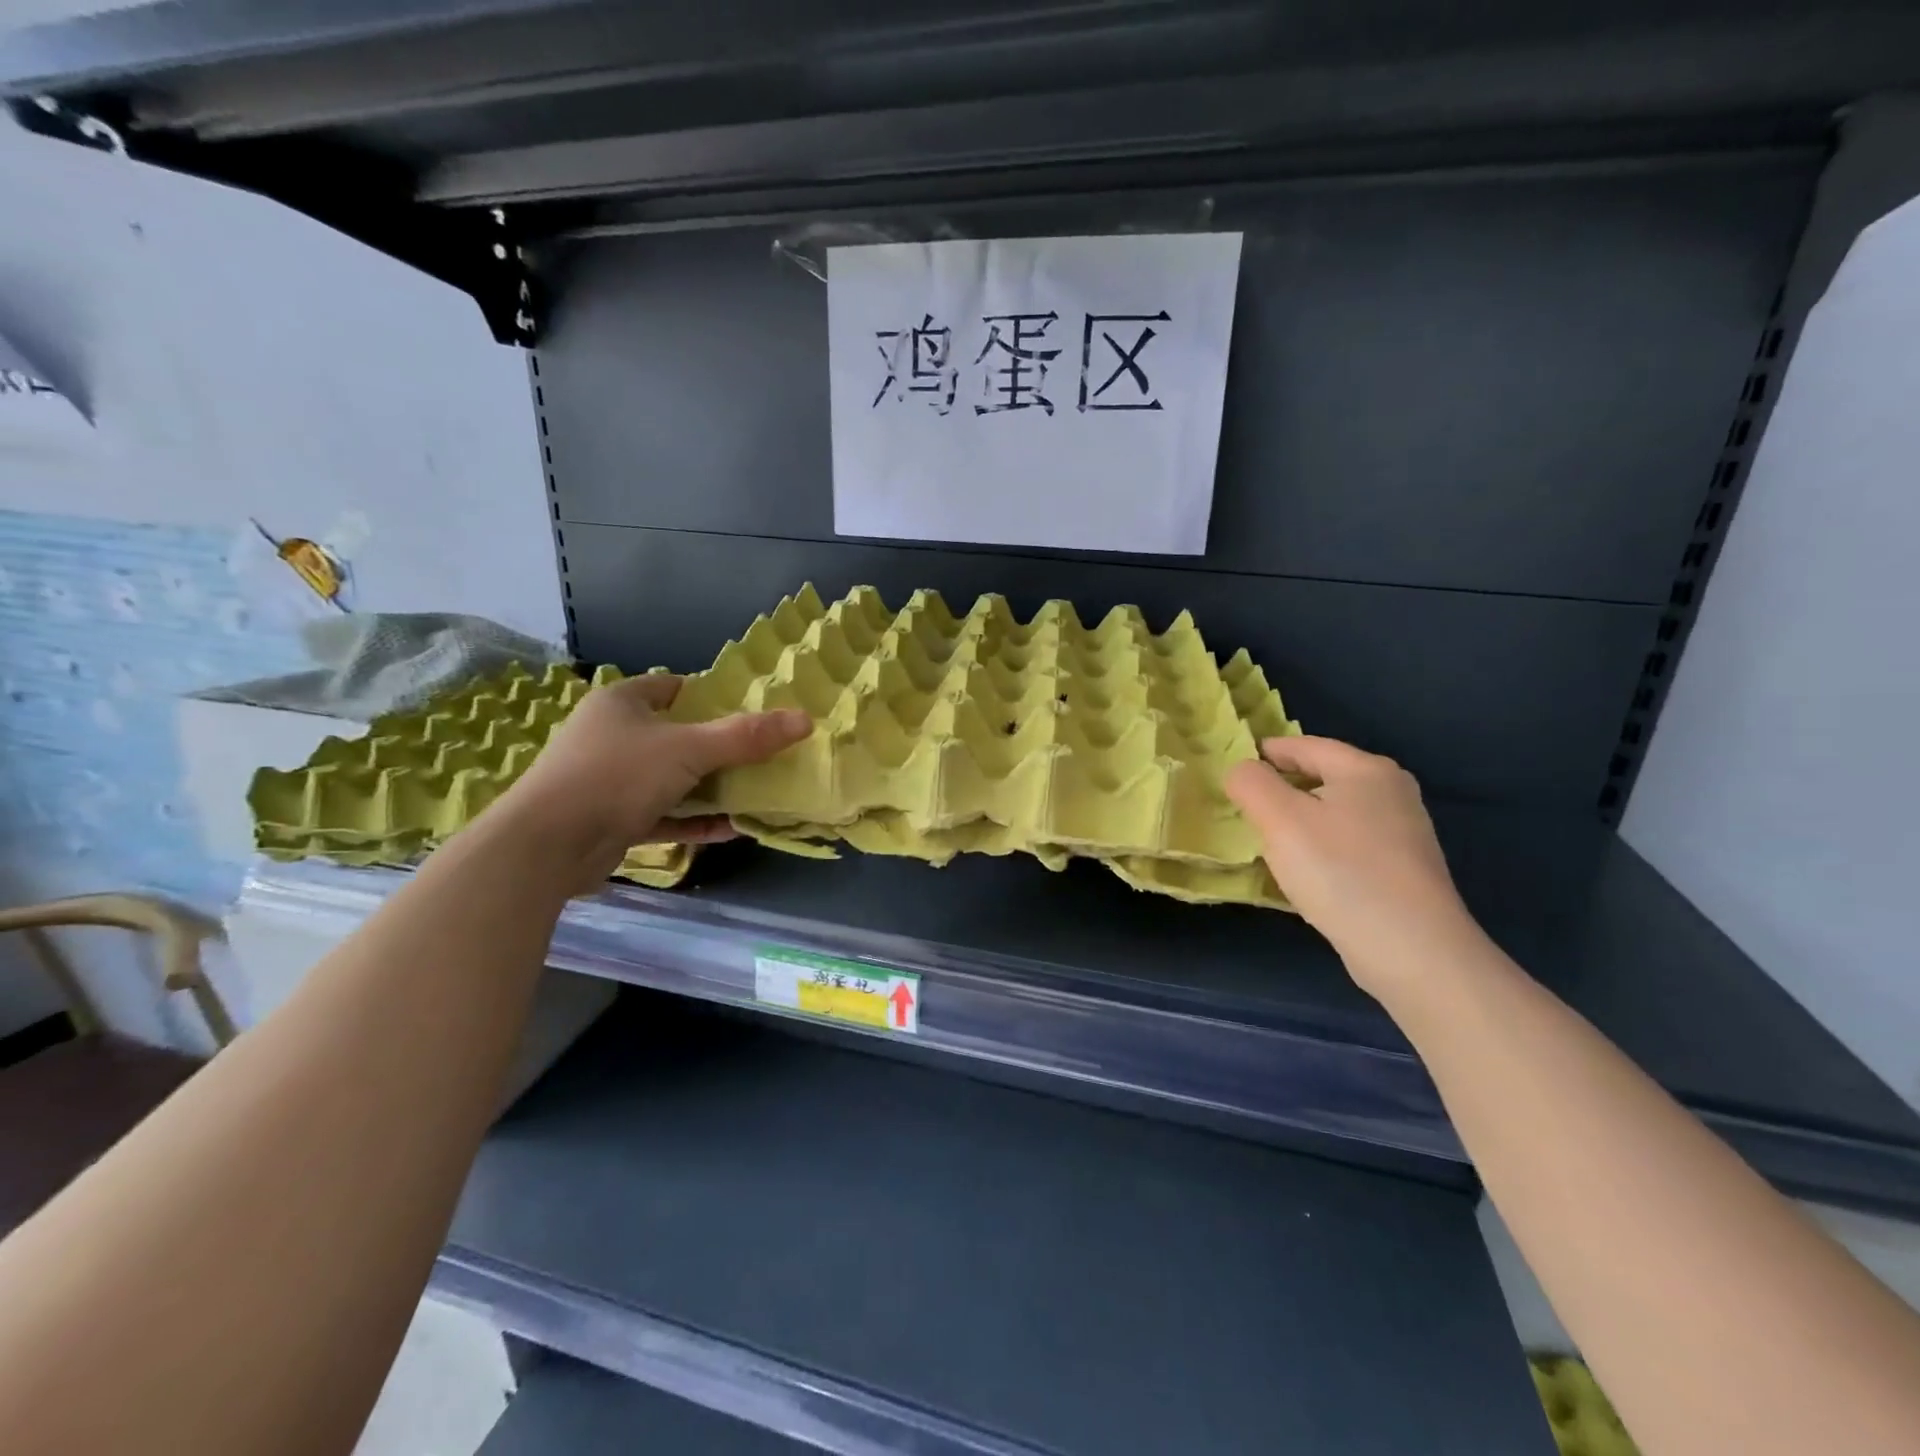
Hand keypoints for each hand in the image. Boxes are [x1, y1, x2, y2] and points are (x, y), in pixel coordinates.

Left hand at [494, 673, 810, 889]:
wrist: (546, 846)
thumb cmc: (616, 776)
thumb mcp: (688, 750)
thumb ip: (746, 736)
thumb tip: (805, 719)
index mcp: (623, 703)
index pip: (674, 687)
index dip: (713, 695)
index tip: (752, 711)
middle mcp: (613, 736)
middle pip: (679, 735)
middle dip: (721, 748)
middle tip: (764, 755)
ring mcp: (611, 780)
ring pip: (673, 779)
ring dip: (711, 789)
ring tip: (757, 793)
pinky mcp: (612, 819)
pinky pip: (664, 814)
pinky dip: (694, 820)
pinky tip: (733, 829)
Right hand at [1225, 736, 1482, 997]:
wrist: (1411, 951)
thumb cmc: (1341, 872)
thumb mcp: (1280, 819)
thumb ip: (1251, 783)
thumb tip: (1241, 770)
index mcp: (1366, 769)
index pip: (1303, 745)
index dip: (1263, 754)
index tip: (1231, 773)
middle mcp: (1392, 792)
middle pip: (1321, 777)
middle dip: (1280, 789)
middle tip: (1243, 809)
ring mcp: (1403, 832)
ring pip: (1334, 812)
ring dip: (1299, 821)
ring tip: (1267, 842)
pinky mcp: (1403, 869)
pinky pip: (1348, 843)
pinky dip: (1320, 847)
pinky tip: (1304, 872)